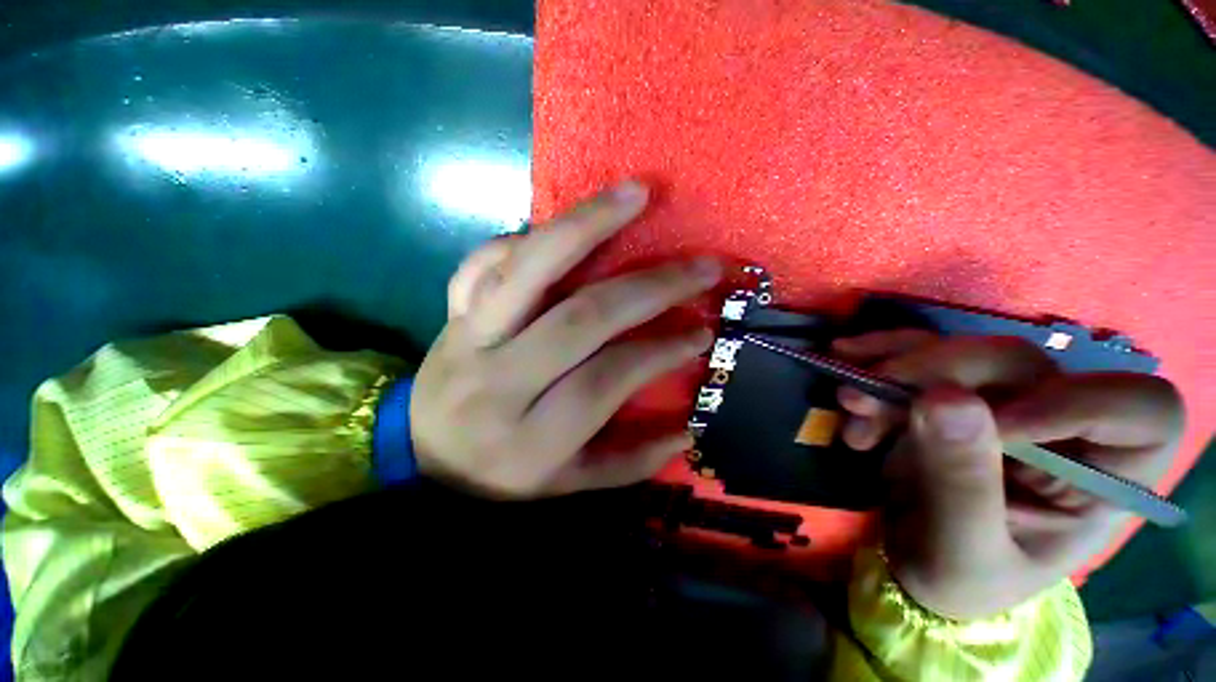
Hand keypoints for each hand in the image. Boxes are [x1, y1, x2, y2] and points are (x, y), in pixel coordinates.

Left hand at [410, 180, 718, 498]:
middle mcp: (498, 381)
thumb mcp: (568, 485)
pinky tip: (565, 226)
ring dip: (587, 225)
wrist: (424, 457)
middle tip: (699, 266)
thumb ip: (628, 462)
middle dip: (650, 287)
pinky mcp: (452, 313)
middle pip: (580, 318)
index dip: (660, 352)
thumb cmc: (503, 474)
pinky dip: (525, 236)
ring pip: (529, 268)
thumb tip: (687, 431)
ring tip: (636, 194)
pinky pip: (484, 260)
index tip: (702, 331)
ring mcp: (468, 337)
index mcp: (531, 436)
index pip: (606, 380)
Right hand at [833, 331, 1183, 618]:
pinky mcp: (948, 396)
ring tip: (847, 400)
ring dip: (894, 367)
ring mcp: (999, 405)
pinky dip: (876, 360)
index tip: (997, 426)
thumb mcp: (963, 550)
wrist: (913, 562)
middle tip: (873, 391)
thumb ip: (963, 482)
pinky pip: (917, 356)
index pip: (1144, 411)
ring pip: (960, 353)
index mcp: (1100, 479)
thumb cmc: (959, 578)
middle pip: (1023, 365)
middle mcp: (1060, 428)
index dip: (1078, 403)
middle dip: (940, 371)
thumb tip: (944, 398)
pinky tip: (845, 378)